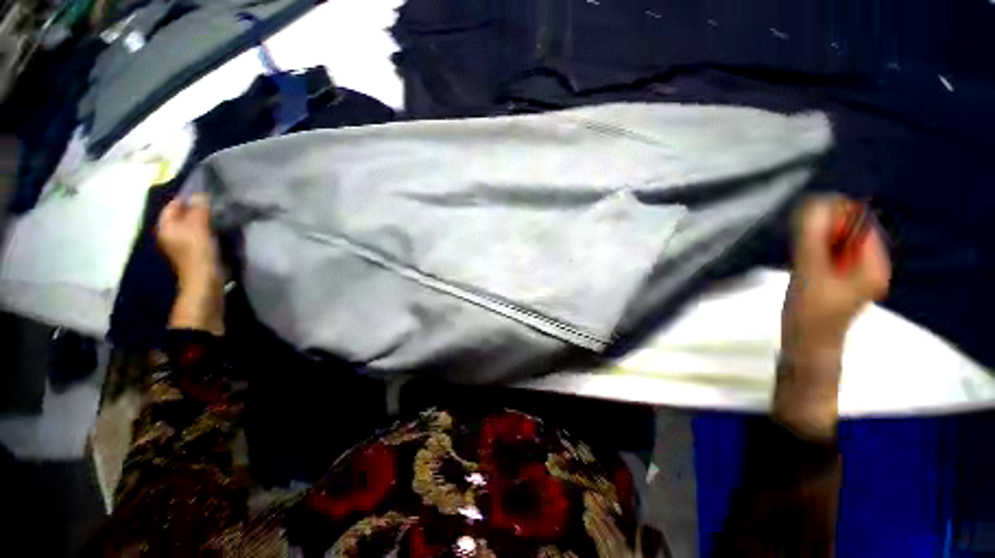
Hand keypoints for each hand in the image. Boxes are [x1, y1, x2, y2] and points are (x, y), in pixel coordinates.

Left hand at [157, 193, 219, 286]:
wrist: (205, 279)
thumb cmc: (197, 251)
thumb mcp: (198, 226)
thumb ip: (199, 209)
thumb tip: (201, 195)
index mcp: (165, 226)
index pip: (173, 206)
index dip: (187, 199)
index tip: (205, 195)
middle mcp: (169, 234)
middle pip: (181, 216)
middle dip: (195, 210)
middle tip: (213, 205)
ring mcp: (180, 244)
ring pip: (190, 226)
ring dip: (202, 221)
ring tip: (217, 216)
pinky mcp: (193, 252)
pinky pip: (198, 235)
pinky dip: (205, 230)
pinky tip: (216, 231)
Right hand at [775, 196, 890, 437]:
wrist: (806, 345)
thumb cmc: (811, 314)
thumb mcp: (809, 274)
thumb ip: (811, 239)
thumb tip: (811, 204)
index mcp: (873, 264)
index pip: (860, 222)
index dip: (835, 214)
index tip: (807, 218)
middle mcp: (870, 265)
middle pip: (850, 231)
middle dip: (824, 228)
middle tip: (801, 240)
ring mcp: (855, 273)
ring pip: (837, 241)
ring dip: (817, 240)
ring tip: (801, 254)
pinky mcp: (840, 278)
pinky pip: (829, 253)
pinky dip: (814, 250)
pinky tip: (803, 261)